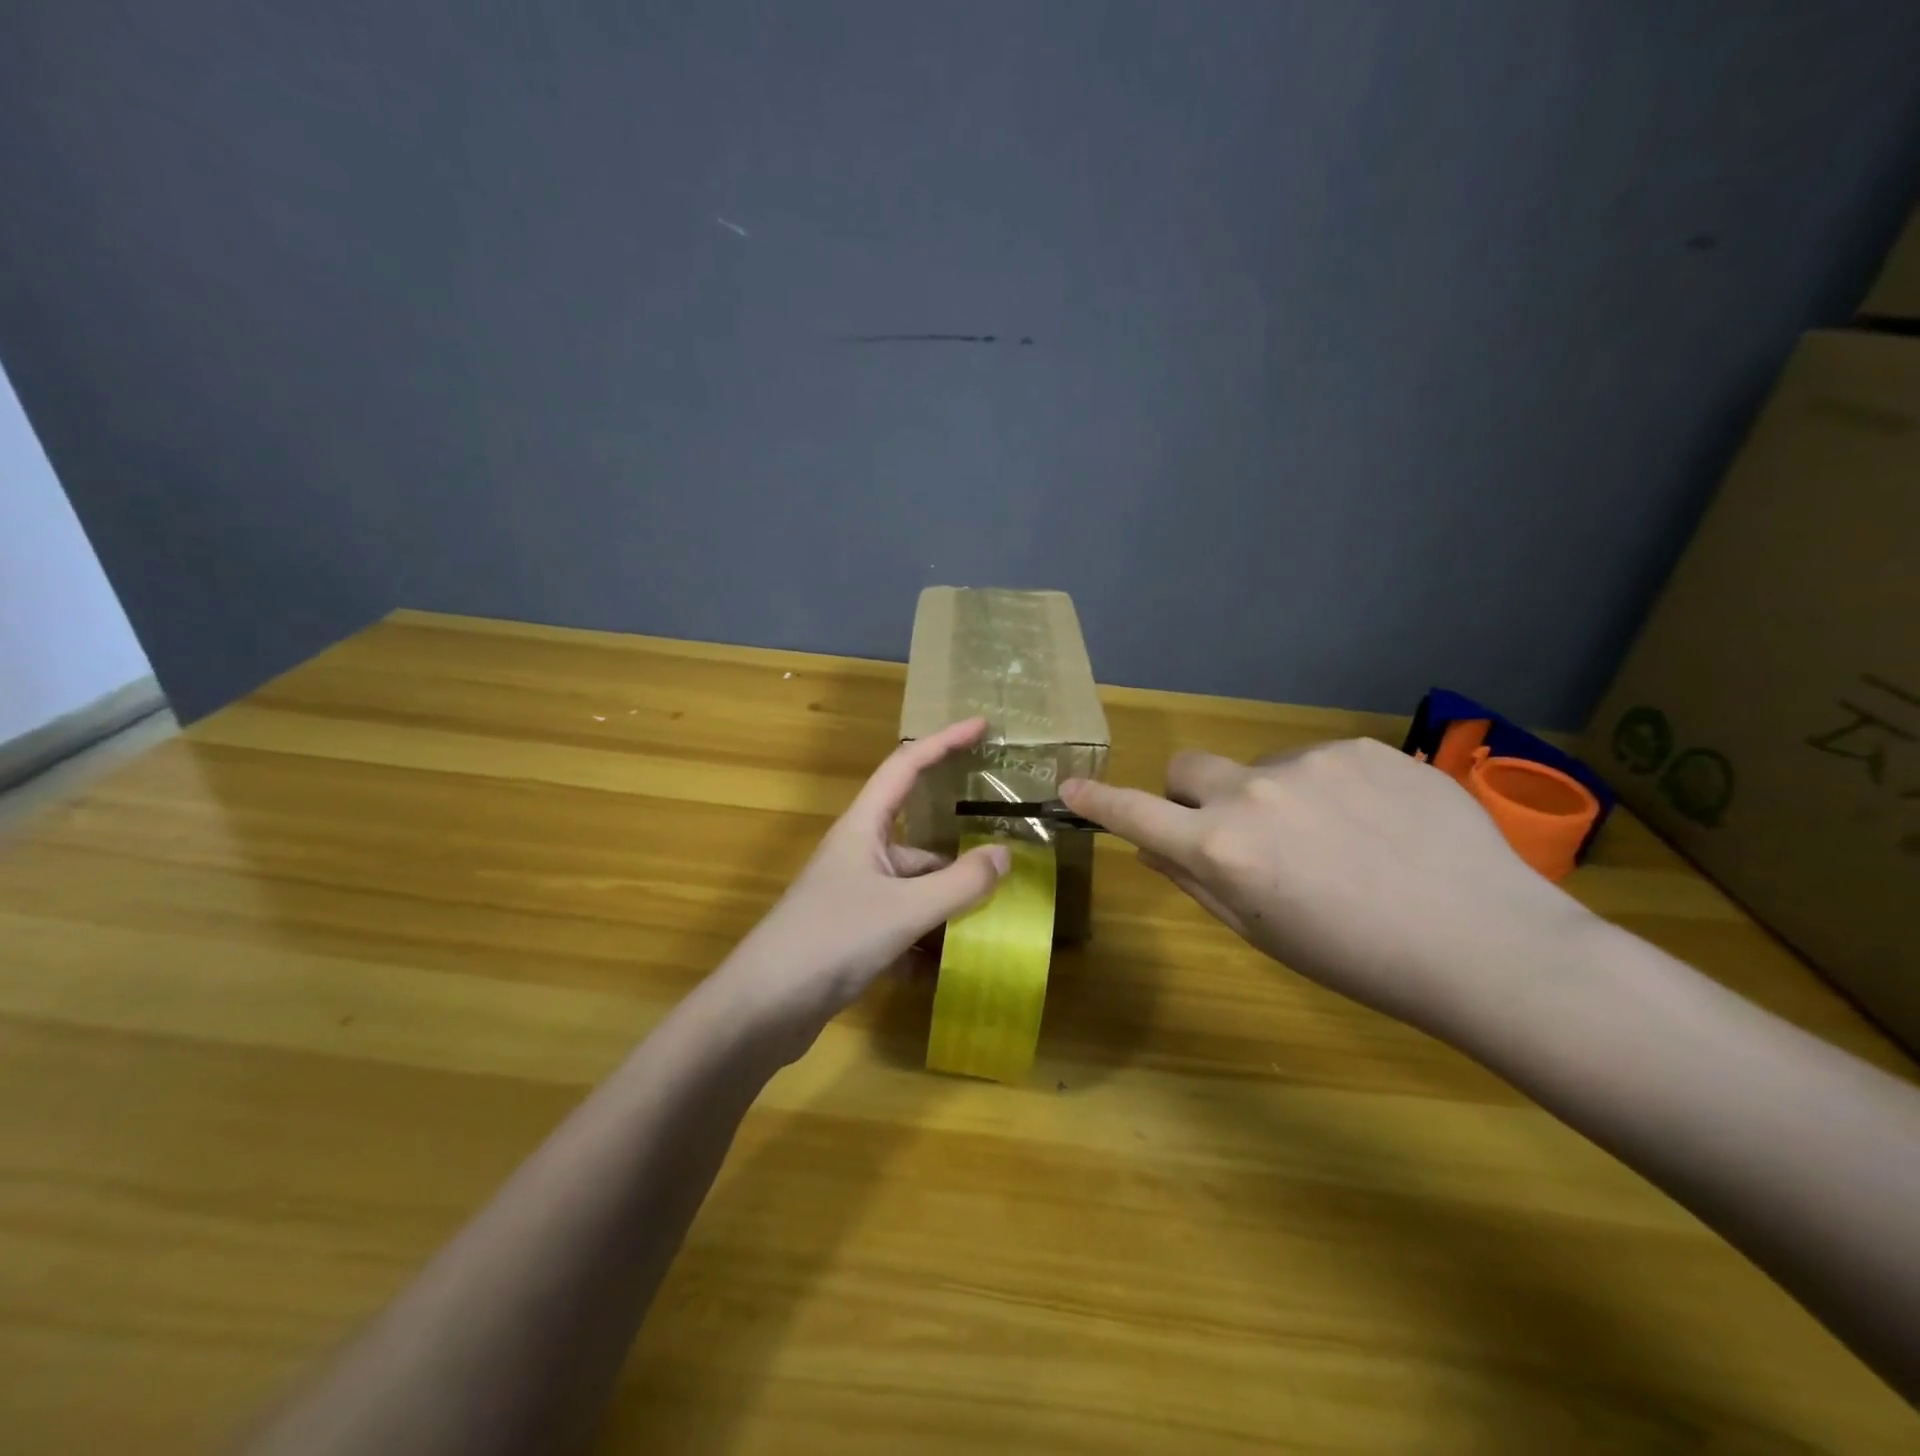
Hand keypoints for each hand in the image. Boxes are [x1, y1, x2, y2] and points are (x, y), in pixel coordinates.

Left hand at [716, 717, 1010, 1057]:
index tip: (982, 726)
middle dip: (960, 855)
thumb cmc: (831, 940)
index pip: (906, 766)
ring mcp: (855, 896)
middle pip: (920, 841)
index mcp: (864, 828)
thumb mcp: (904, 910)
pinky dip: (924, 944)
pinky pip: (902, 927)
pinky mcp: (852, 935)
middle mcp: (859, 854)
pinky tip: (946, 972)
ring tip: (992, 925)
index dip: (944, 741)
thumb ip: (959, 884)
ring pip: (915, 889)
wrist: (762, 1009)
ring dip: (947, 907)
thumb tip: (1003, 855)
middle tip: (1007, 862)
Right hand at [1061, 737, 1591, 1033]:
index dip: (1098, 802)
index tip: (1070, 788)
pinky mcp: (1362, 748)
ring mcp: (1310, 763)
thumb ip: (1196, 881)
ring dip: (1275, 797)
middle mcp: (1253, 793)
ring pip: (1262, 769)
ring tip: (1339, 842)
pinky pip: (1320, 761)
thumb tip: (1152, 846)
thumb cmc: (1359, 960)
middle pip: (1189, 767)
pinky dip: (1329, 788)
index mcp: (1223, 849)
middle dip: (1195, 794)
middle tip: (1239, 833)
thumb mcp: (1263, 933)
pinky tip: (1379, 826)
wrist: (1487, 944)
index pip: (1136, 814)